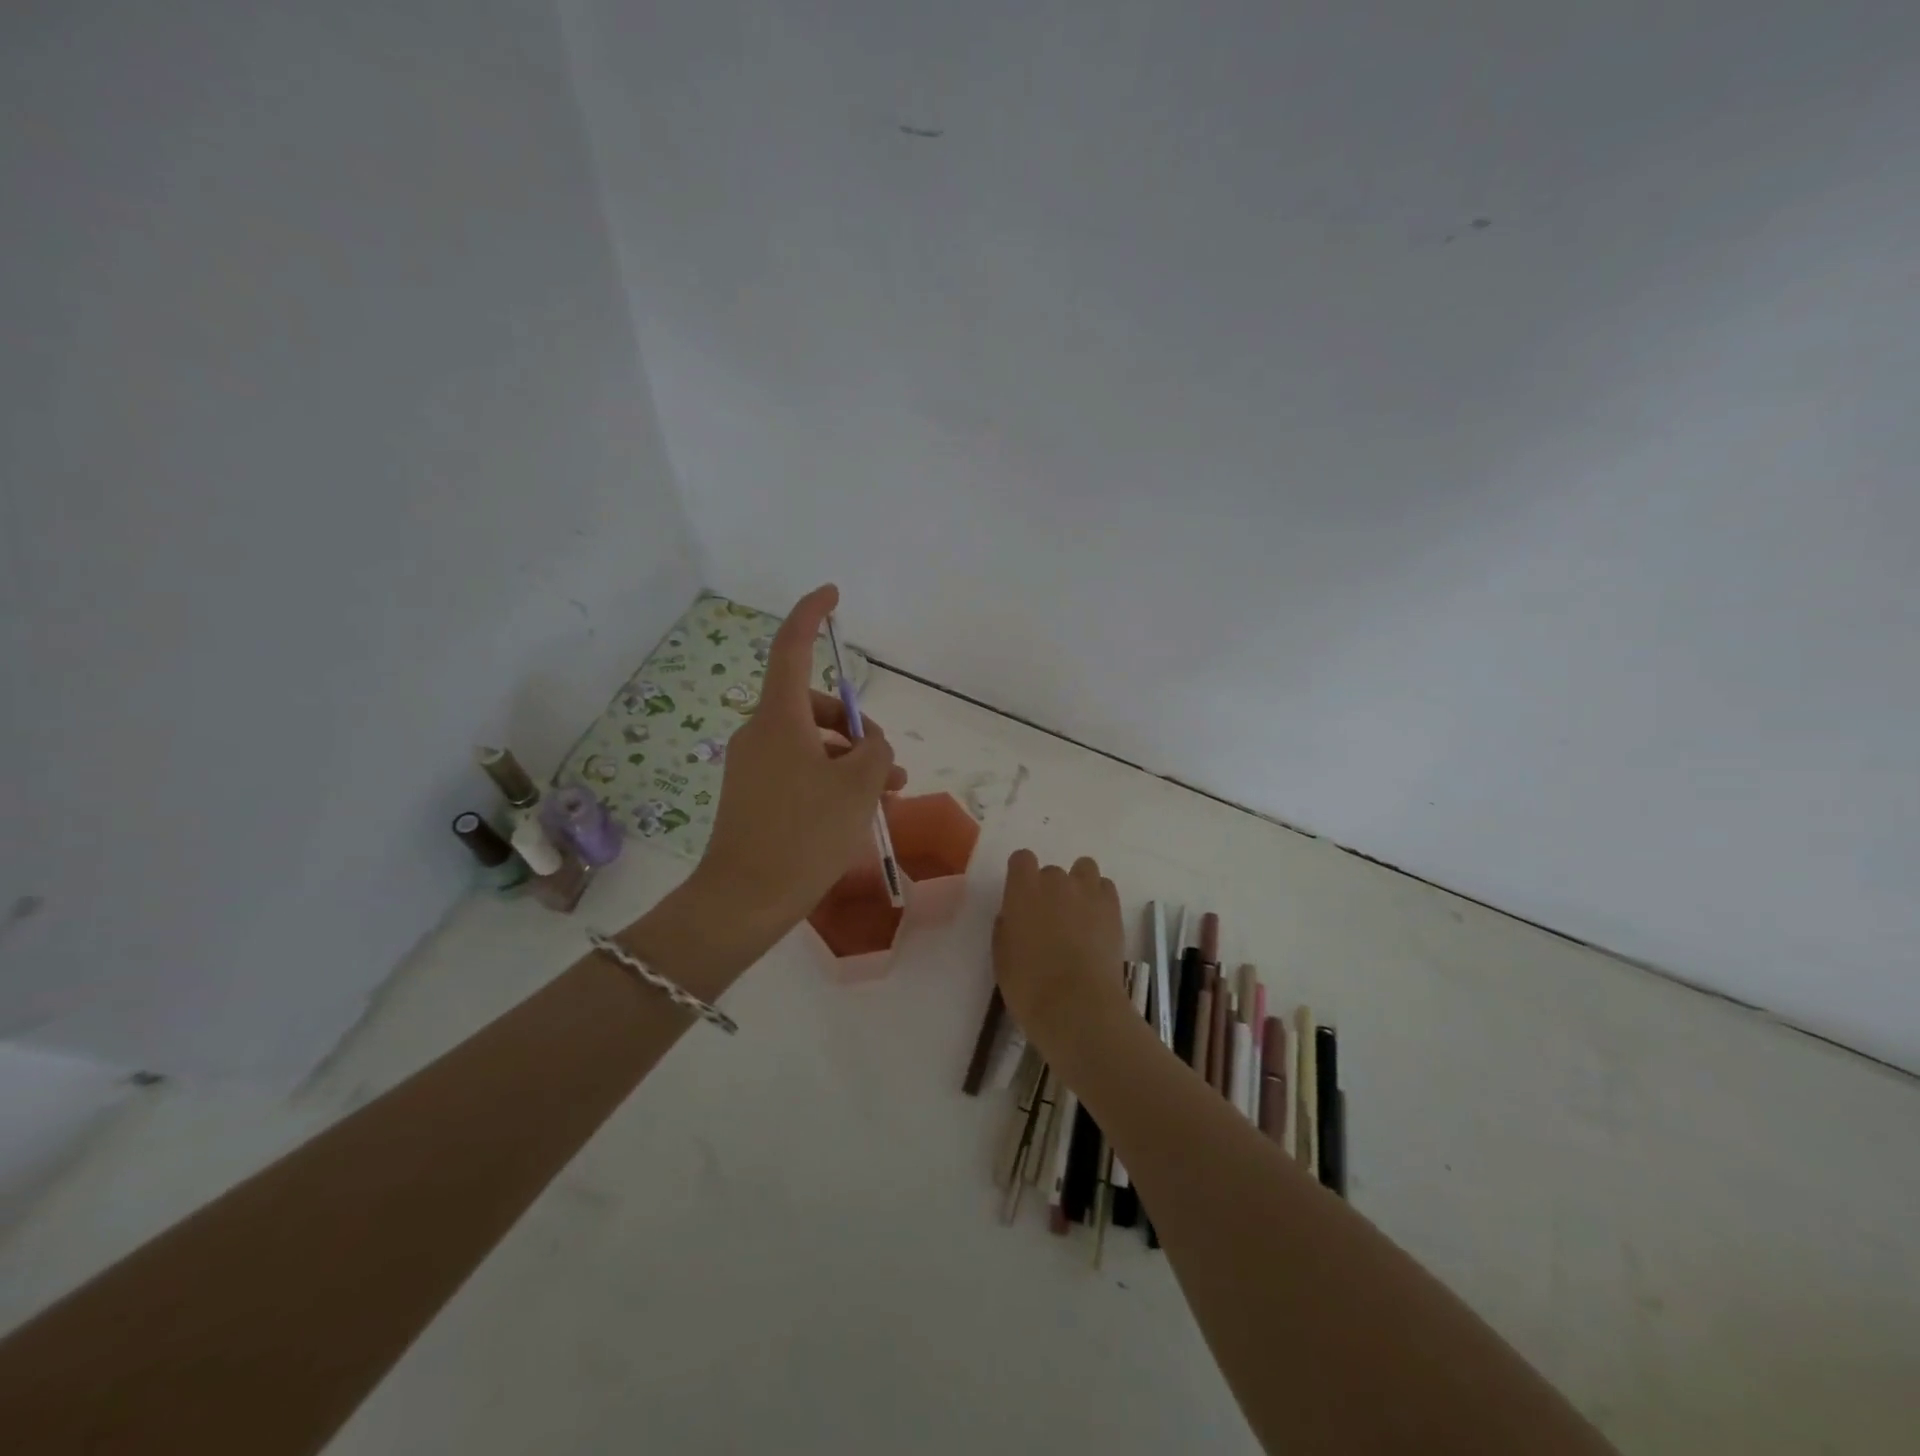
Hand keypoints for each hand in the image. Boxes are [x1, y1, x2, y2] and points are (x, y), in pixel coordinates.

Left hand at [694, 585, 906, 946]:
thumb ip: (877, 753)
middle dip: (858, 728)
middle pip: (815, 707)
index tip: (832, 595)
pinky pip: (800, 770)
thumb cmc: (805, 835)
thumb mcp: (859, 789)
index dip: (811, 615)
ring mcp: (754, 765)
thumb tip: (871, 748)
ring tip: (889, 793)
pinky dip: (831, 779)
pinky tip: (859, 809)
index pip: (791, 648)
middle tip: (889, 765)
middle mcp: (760, 733)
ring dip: (852, 761)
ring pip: (813, 744)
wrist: (745, 900)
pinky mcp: (753, 794)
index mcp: (779, 718)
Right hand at [993, 850, 1129, 1055]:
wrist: (1077, 1005)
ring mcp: (1087, 892)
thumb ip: (1007, 926)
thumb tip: (1015, 916)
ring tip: (1078, 913)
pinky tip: (1097, 922)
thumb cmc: (1029, 985)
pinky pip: (1105, 887)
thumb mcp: (1002, 956)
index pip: (1021, 859)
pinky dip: (1100, 898)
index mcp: (1023, 889)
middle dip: (1049, 889)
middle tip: (1050, 920)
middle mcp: (1055, 881)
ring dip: (1078, 885)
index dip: (1021, 875)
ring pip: (1084, 869)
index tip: (1021, 896)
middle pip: (1052, 871)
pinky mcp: (1112, 908)